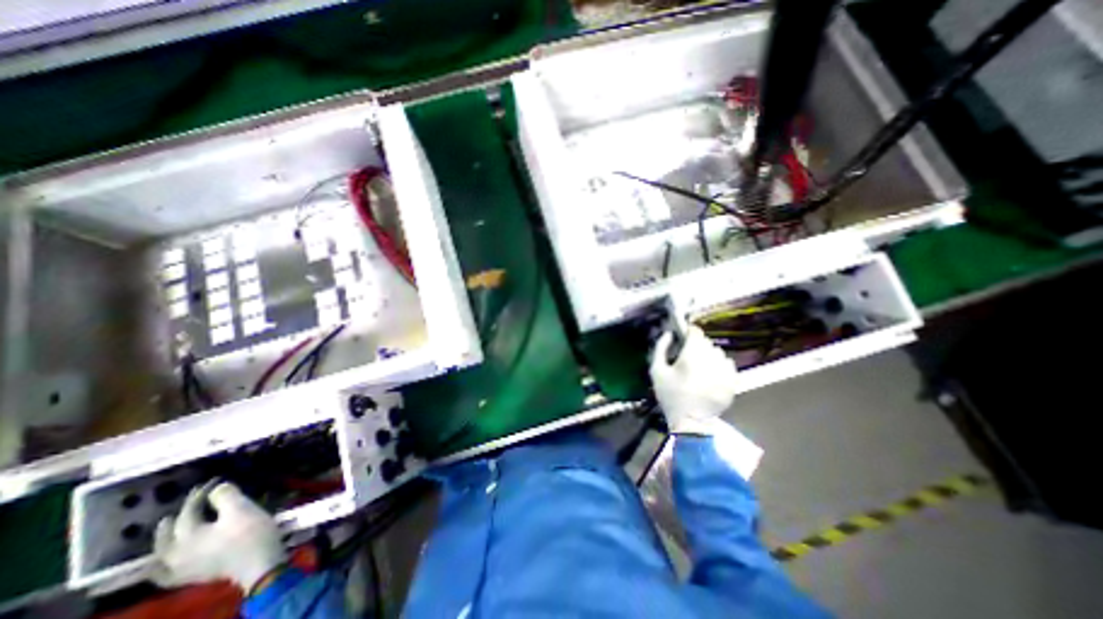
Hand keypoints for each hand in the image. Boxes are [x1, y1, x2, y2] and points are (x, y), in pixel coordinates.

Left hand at [153, 480, 284, 591]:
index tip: (213, 481)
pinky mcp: (189, 577)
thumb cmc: (249, 532)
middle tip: (184, 504)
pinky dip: (159, 568)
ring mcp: (179, 569)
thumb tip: (217, 488)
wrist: (257, 561)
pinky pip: (164, 574)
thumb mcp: (241, 508)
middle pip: (168, 534)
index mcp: (186, 536)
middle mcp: (174, 554)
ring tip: (168, 528)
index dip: (200, 494)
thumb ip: (226, 496)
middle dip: (176, 517)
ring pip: (162, 553)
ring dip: (165, 539)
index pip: (188, 511)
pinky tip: (161, 565)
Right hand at [649, 324, 734, 433]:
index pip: (696, 332)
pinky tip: (711, 374)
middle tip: (688, 356)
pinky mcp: (733, 381)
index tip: (683, 336)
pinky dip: (720, 365)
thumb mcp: (657, 371)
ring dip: (709, 355)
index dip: (689, 332)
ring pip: (718, 352)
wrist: (691, 423)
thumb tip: (668, 334)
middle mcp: (711, 359)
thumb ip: (660, 348)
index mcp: (692, 356)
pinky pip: (728, 364)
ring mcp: (725, 370)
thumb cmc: (670, 395)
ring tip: (700, 366)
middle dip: (697, 345)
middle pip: (707, 342)